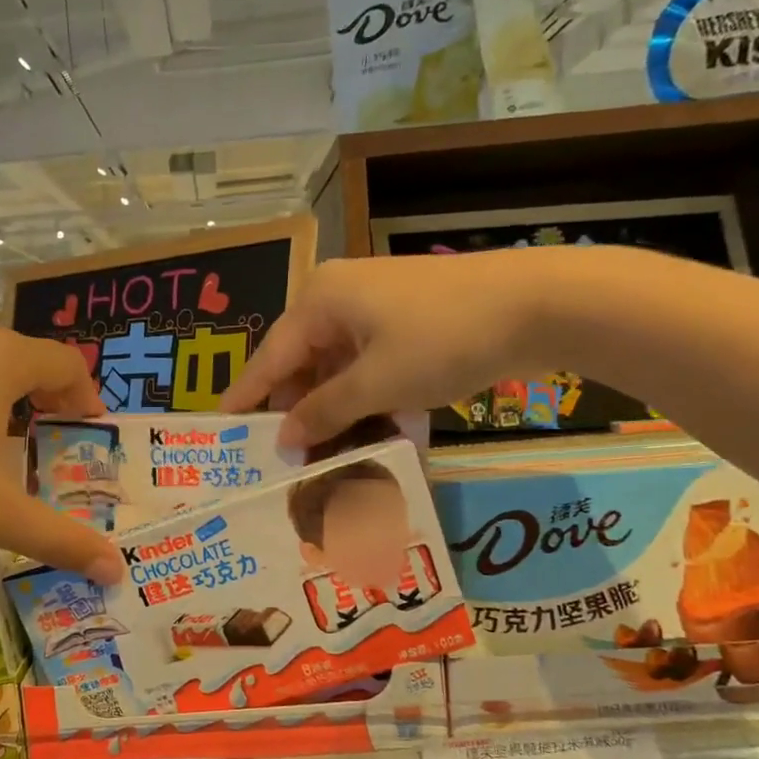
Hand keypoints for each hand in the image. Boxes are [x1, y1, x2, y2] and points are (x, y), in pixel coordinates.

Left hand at [0, 318, 122, 580]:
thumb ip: (60, 538)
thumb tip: (116, 572)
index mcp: (2, 358)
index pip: (66, 363)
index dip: (87, 396)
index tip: (91, 431)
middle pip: (28, 357)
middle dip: (51, 394)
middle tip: (59, 436)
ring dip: (11, 393)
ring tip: (13, 439)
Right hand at [222, 249, 595, 447]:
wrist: (538, 304)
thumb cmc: (441, 339)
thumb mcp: (377, 383)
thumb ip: (324, 411)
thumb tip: (285, 437)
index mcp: (319, 302)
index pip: (269, 359)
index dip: (246, 399)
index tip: (220, 432)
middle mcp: (338, 299)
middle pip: (303, 365)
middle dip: (300, 413)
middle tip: (288, 460)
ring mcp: (375, 308)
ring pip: (340, 370)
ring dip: (339, 412)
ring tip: (331, 457)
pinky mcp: (406, 322)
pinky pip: (370, 366)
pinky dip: (370, 398)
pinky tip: (376, 434)